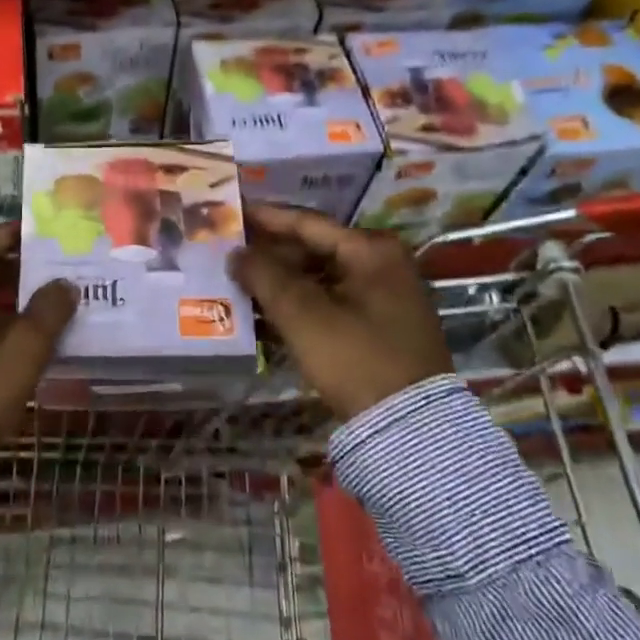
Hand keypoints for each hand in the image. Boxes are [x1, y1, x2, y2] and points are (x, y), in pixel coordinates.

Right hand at [229, 203, 451, 419]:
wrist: (410, 429)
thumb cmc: (355, 358)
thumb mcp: (302, 314)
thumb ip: (264, 275)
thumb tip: (235, 253)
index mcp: (371, 250)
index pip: (307, 223)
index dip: (264, 217)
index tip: (232, 210)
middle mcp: (383, 264)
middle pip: (313, 248)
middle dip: (270, 253)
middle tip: (229, 250)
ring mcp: (384, 296)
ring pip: (319, 277)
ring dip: (281, 280)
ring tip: (239, 280)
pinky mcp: (379, 326)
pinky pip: (330, 301)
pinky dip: (300, 303)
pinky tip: (265, 310)